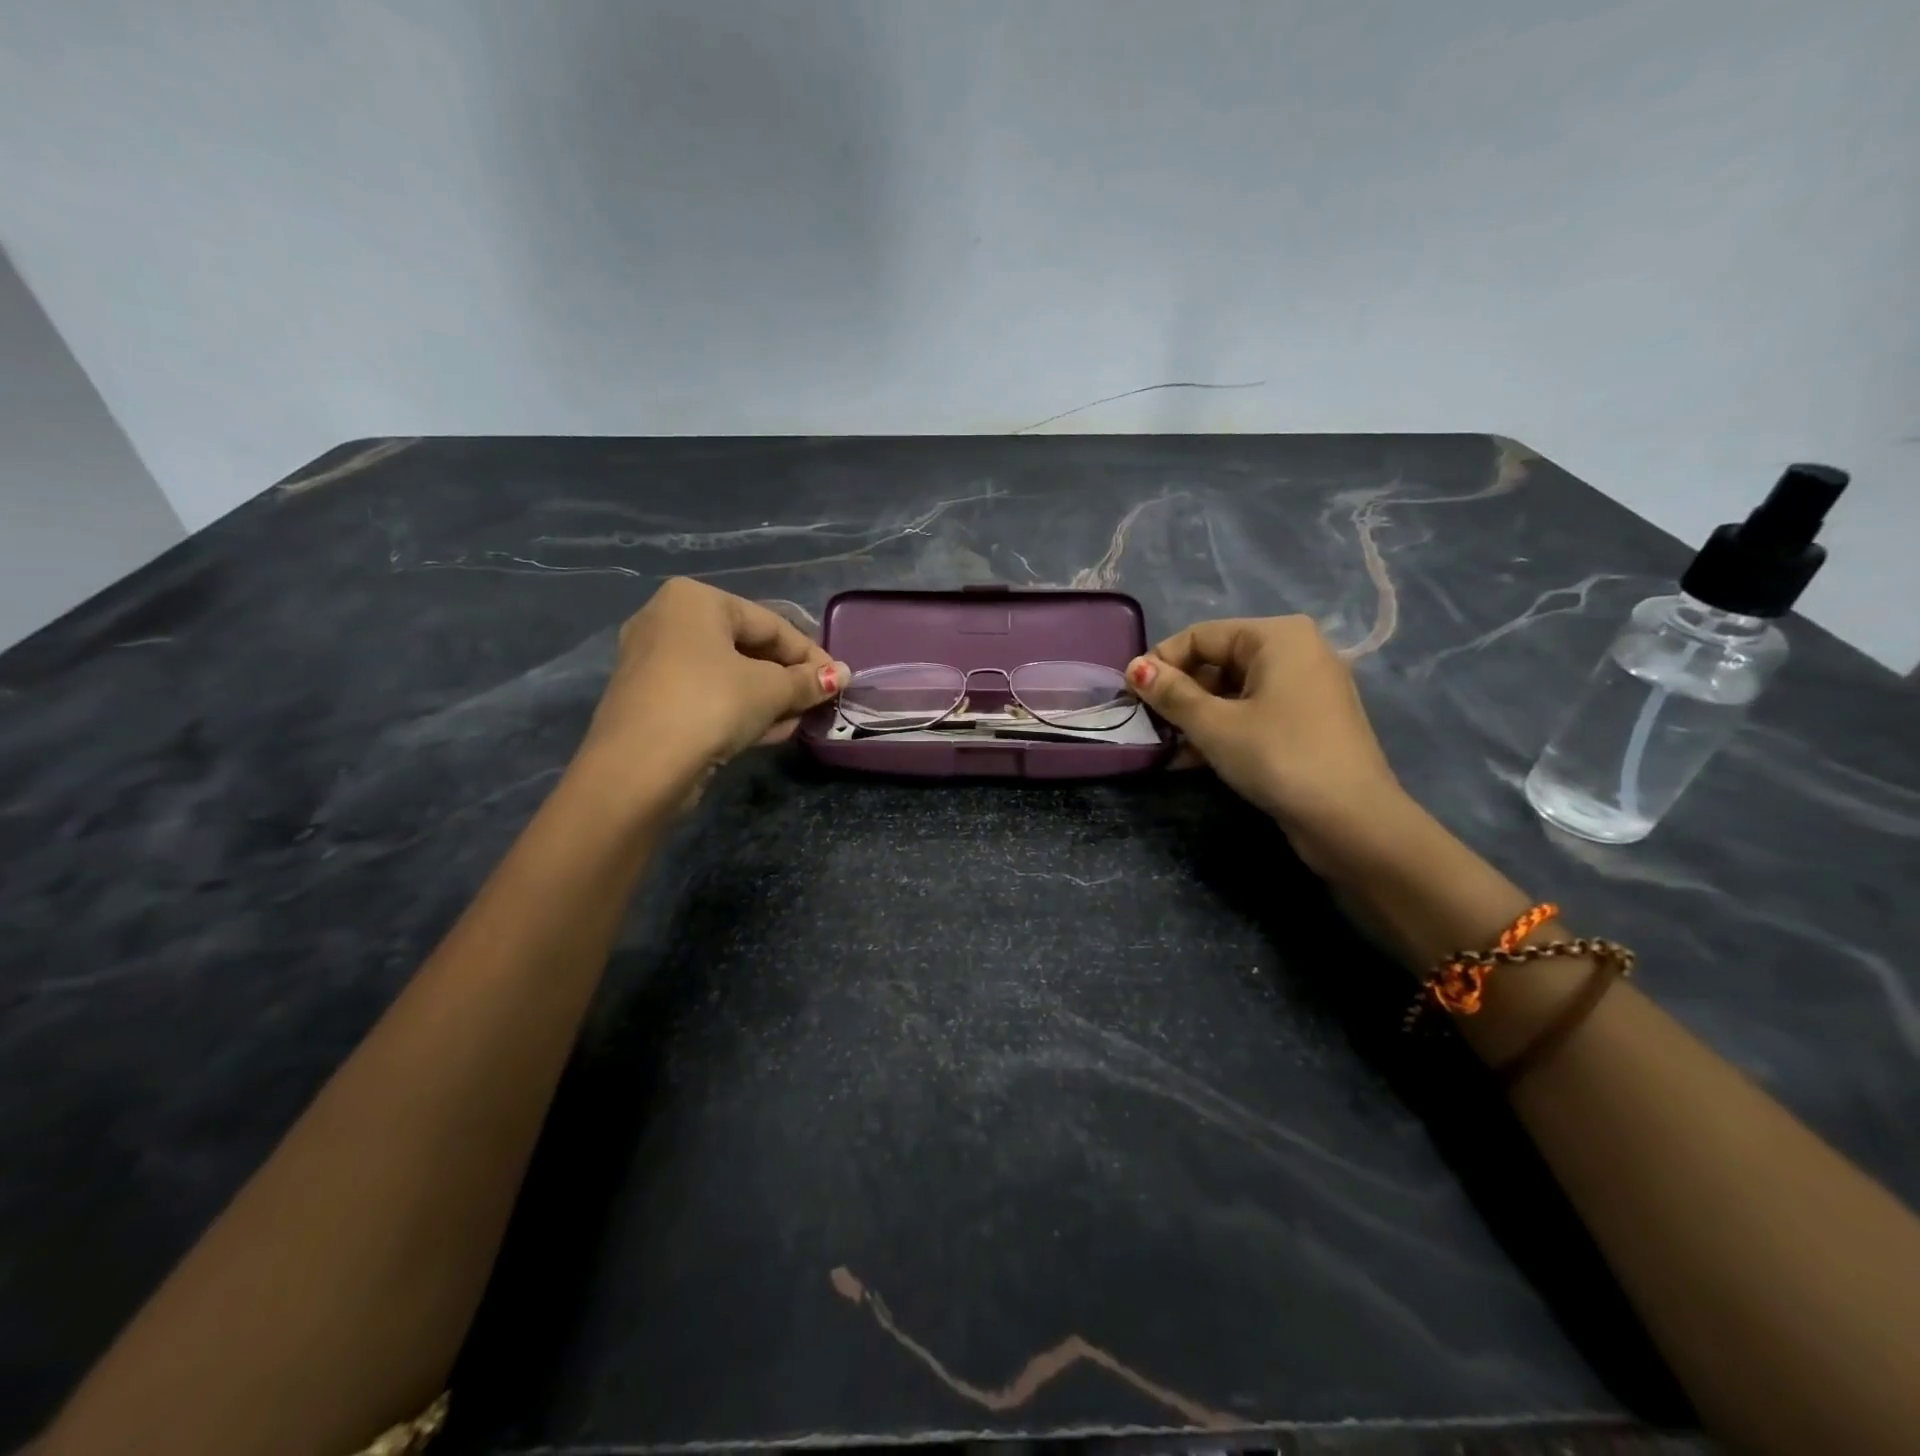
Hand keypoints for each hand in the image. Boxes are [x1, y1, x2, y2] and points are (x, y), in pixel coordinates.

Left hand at [576, 579, 848, 807]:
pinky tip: (769, 733)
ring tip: (798, 722)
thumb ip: (808, 681)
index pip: (770, 624)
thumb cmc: (711, 704)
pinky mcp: (650, 701)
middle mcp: (668, 621)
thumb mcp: (770, 690)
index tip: (838, 681)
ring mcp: (653, 663)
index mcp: (695, 600)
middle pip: (747, 648)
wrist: (640, 767)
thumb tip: (844, 674)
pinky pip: (707, 697)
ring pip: (728, 676)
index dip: (810, 654)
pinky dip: (739, 710)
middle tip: (817, 703)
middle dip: (787, 679)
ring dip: (768, 699)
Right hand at [1126, 616, 1408, 867]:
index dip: (1161, 663)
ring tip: (1165, 747)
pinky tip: (1191, 759)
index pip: (1200, 636)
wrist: (1351, 821)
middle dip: (1179, 694)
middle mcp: (1295, 651)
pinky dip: (1222, 730)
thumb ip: (1171, 693)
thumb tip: (1133, 668)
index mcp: (1277, 636)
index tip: (1130, 697)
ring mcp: (1305, 688)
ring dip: (1195, 717)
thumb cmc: (1278, 758)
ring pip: (1233, 691)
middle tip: (1148, 725)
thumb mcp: (1214, 725)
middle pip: (1217, 661)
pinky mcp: (1307, 722)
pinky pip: (1253, 713)